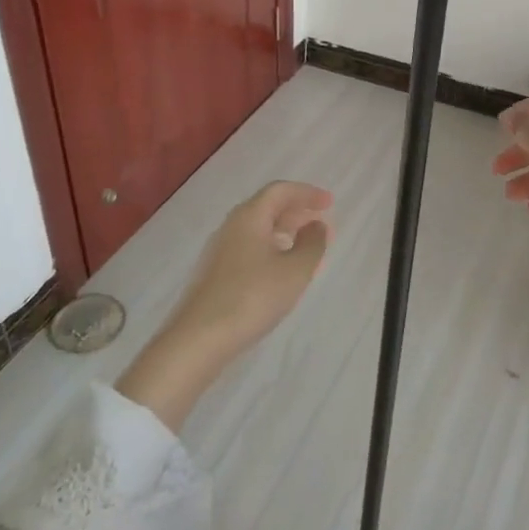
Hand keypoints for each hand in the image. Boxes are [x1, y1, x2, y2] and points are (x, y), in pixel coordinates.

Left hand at [115, 182, 332, 429]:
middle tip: (319, 223)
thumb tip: (317, 226)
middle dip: (295, 211)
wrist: (199, 338)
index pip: (280, 191)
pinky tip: (279, 269)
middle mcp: (231, 226)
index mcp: (249, 217)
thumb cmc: (252, 297)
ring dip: (283, 230)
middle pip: (266, 207)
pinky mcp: (214, 273)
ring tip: (304, 246)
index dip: (306, 193)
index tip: (329, 203)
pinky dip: (269, 247)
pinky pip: (248, 246)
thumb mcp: (295, 271)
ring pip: (256, 228)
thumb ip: (312, 244)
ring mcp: (219, 250)